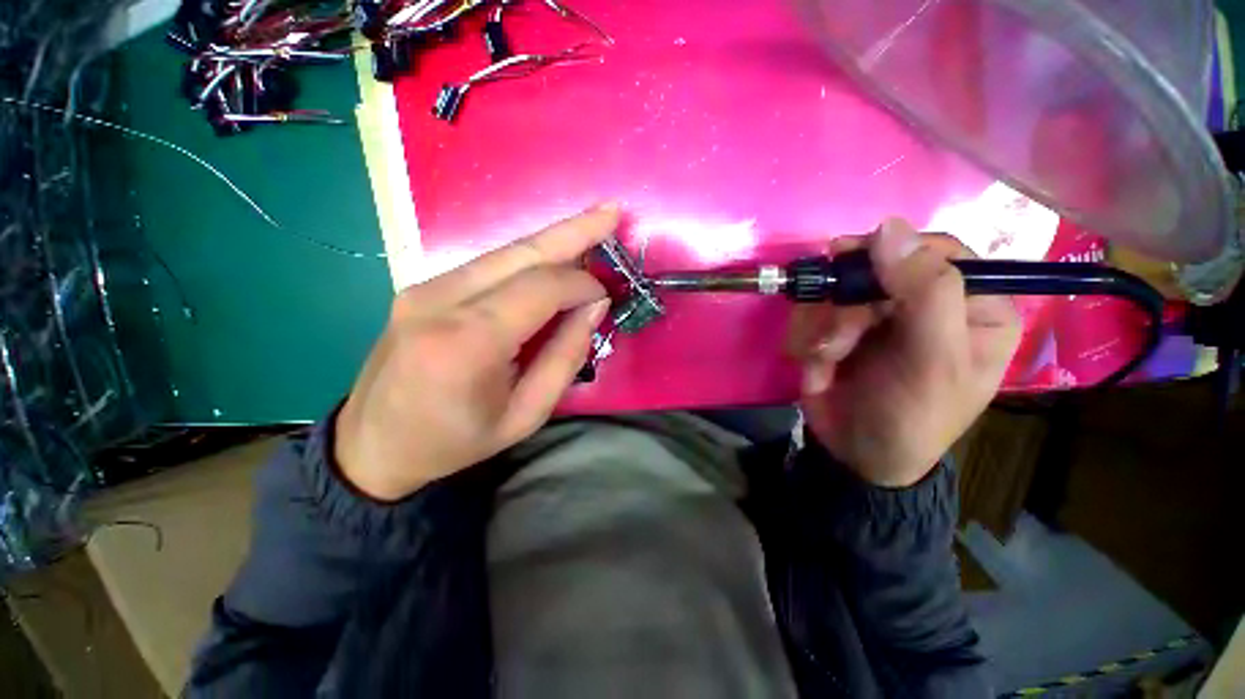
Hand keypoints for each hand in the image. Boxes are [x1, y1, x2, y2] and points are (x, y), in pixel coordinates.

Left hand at [334, 205, 616, 500]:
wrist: (374, 445)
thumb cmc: (456, 441)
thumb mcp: (525, 414)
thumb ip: (565, 358)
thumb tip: (593, 307)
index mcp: (468, 343)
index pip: (540, 288)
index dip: (581, 284)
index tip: (606, 295)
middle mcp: (440, 301)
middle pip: (521, 252)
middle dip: (574, 231)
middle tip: (611, 212)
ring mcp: (424, 288)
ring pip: (504, 251)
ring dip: (552, 240)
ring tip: (591, 226)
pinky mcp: (421, 287)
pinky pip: (488, 264)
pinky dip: (527, 259)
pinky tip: (552, 258)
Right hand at [786, 219, 1020, 487]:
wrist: (855, 455)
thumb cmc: (911, 417)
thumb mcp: (933, 362)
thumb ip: (925, 293)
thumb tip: (888, 226)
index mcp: (974, 307)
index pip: (937, 251)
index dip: (893, 252)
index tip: (848, 260)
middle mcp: (925, 305)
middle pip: (876, 270)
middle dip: (847, 307)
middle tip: (836, 342)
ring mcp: (878, 317)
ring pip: (838, 291)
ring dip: (824, 327)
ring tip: (827, 361)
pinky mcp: (840, 330)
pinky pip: (815, 314)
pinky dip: (810, 340)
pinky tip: (819, 368)